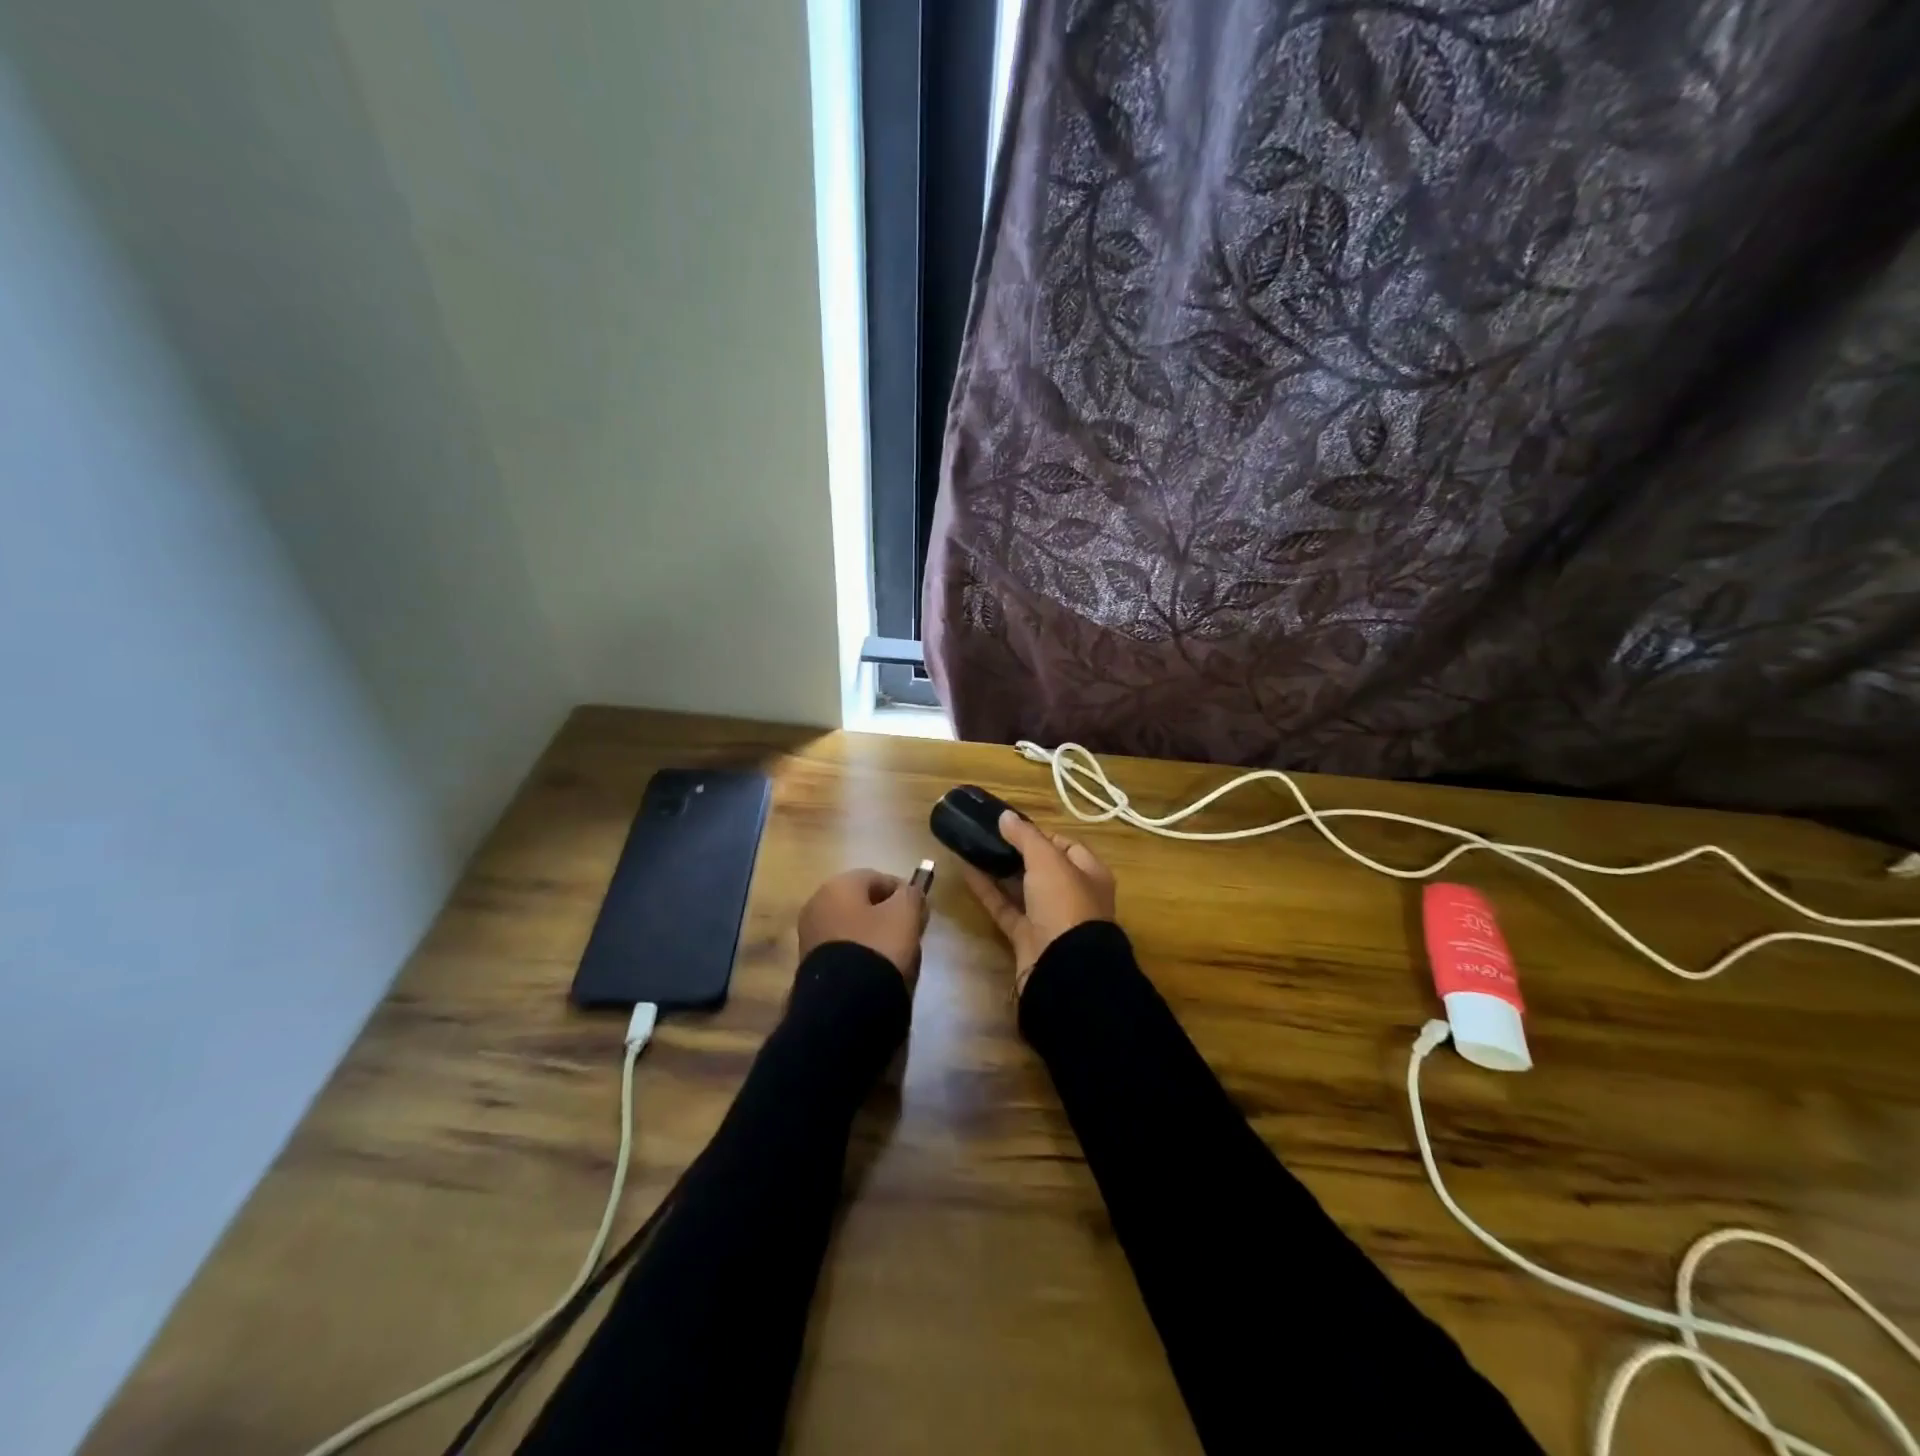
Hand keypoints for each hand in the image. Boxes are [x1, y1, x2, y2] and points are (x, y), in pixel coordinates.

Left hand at [797, 869, 928, 984]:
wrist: (846, 1003)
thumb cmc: (878, 947)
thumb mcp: (905, 914)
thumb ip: (912, 895)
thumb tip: (910, 893)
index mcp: (837, 885)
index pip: (878, 878)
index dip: (903, 892)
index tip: (920, 912)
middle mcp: (817, 904)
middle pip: (862, 903)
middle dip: (887, 915)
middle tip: (909, 933)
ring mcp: (810, 935)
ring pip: (853, 927)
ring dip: (874, 936)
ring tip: (895, 956)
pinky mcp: (810, 964)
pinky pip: (844, 950)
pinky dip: (860, 955)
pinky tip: (876, 971)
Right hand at [961, 812, 1115, 993]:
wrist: (1063, 967)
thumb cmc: (1065, 903)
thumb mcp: (1047, 860)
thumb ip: (1026, 836)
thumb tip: (1005, 816)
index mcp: (1090, 874)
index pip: (1067, 847)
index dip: (1042, 835)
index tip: (1013, 827)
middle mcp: (1073, 896)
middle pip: (1043, 868)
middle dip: (1018, 853)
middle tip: (989, 836)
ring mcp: (1049, 919)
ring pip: (1022, 889)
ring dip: (1001, 871)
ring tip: (974, 849)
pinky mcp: (1026, 937)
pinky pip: (1006, 909)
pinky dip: (988, 892)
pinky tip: (968, 873)